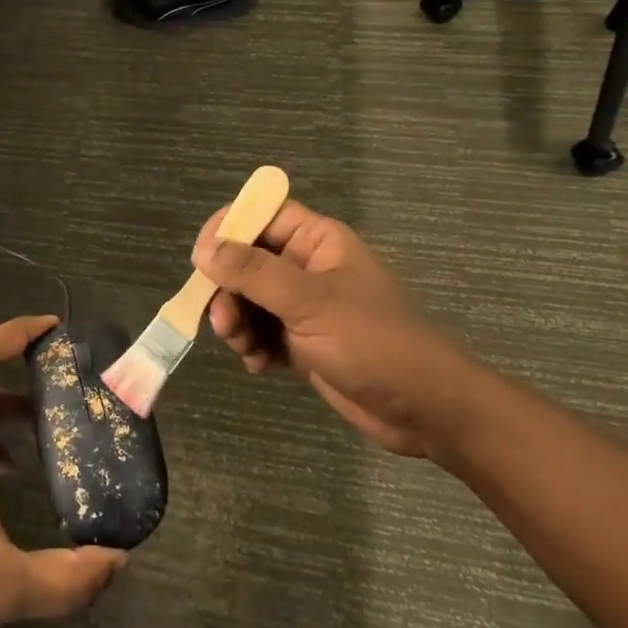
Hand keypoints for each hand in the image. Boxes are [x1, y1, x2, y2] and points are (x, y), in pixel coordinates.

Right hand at [193, 200, 477, 456]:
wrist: (426, 411)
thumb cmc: (373, 343)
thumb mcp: (310, 302)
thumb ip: (254, 272)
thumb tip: (205, 250)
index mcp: (317, 240)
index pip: (260, 215)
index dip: (227, 230)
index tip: (201, 260)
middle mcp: (306, 266)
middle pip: (246, 260)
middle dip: (228, 290)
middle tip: (222, 322)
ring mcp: (304, 306)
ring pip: (248, 299)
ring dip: (237, 322)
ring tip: (244, 349)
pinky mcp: (303, 341)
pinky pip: (261, 331)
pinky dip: (253, 345)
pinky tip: (260, 365)